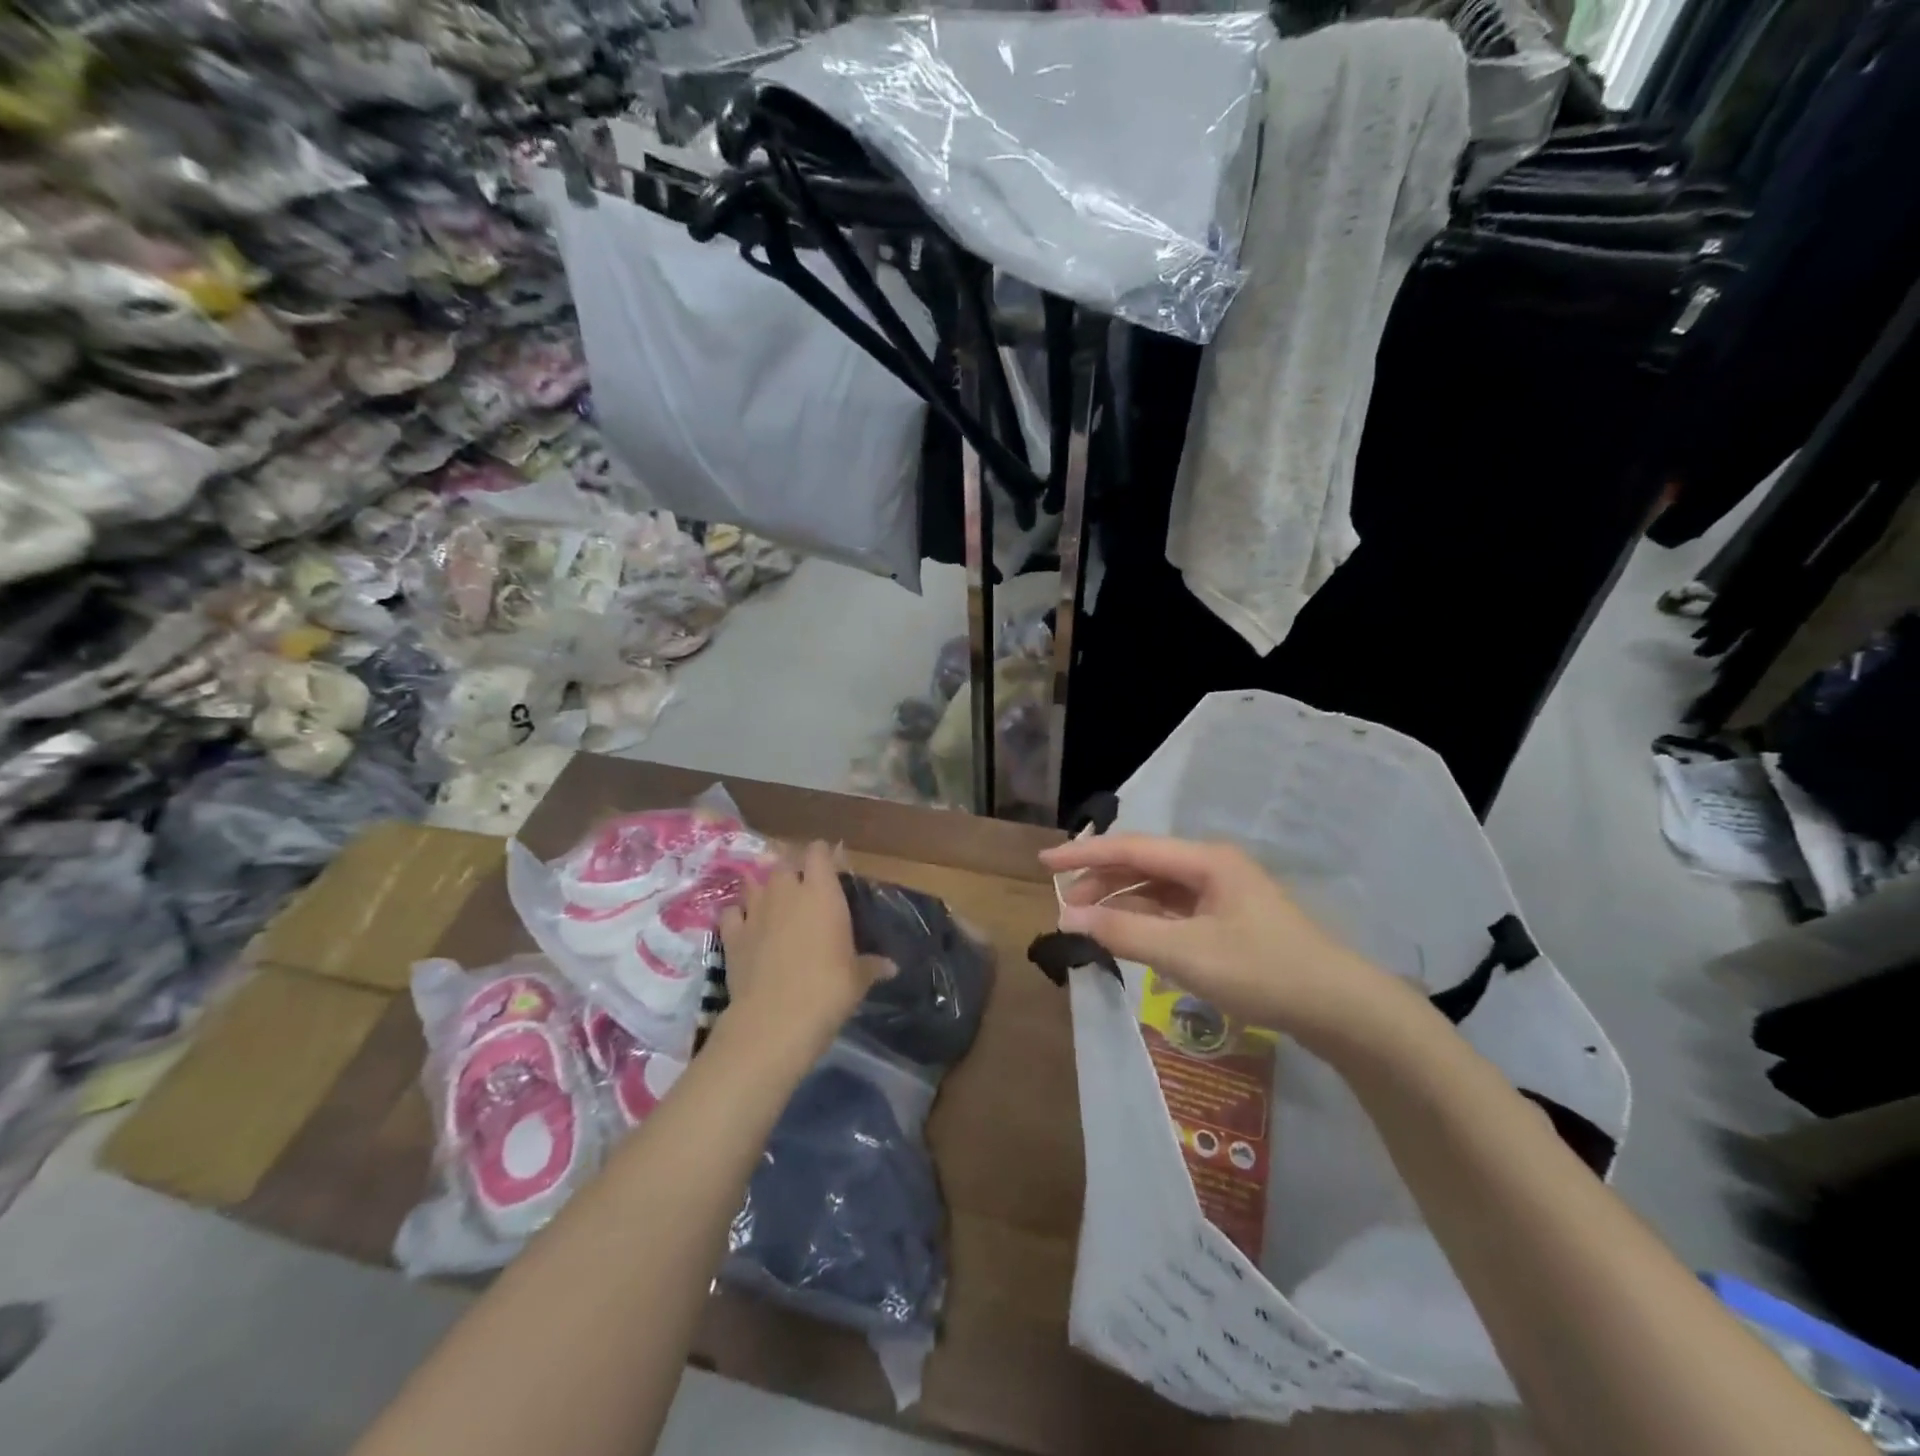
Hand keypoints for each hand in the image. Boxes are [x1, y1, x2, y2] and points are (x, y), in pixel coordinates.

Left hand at [718, 841, 887, 1056]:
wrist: (775, 1019)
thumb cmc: (828, 989)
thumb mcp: (858, 978)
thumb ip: (872, 965)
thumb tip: (892, 967)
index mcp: (822, 892)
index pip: (818, 852)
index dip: (823, 855)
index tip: (832, 867)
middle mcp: (786, 892)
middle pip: (785, 862)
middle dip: (793, 870)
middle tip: (804, 888)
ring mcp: (755, 911)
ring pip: (755, 882)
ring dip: (764, 888)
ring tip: (773, 902)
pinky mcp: (732, 934)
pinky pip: (732, 912)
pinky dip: (738, 914)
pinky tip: (745, 925)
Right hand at [1040, 834, 1404, 1048]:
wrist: (1341, 1009)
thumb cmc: (1263, 972)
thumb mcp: (1186, 954)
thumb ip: (1125, 933)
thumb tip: (1070, 918)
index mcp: (1206, 860)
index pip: (1130, 848)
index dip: (1084, 853)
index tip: (1043, 861)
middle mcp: (1212, 867)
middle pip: (1143, 863)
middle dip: (1101, 880)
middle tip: (1064, 905)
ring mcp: (1223, 893)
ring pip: (1157, 887)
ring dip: (1121, 901)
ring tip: (1088, 922)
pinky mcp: (1229, 920)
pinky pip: (1174, 909)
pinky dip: (1145, 918)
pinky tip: (1128, 935)